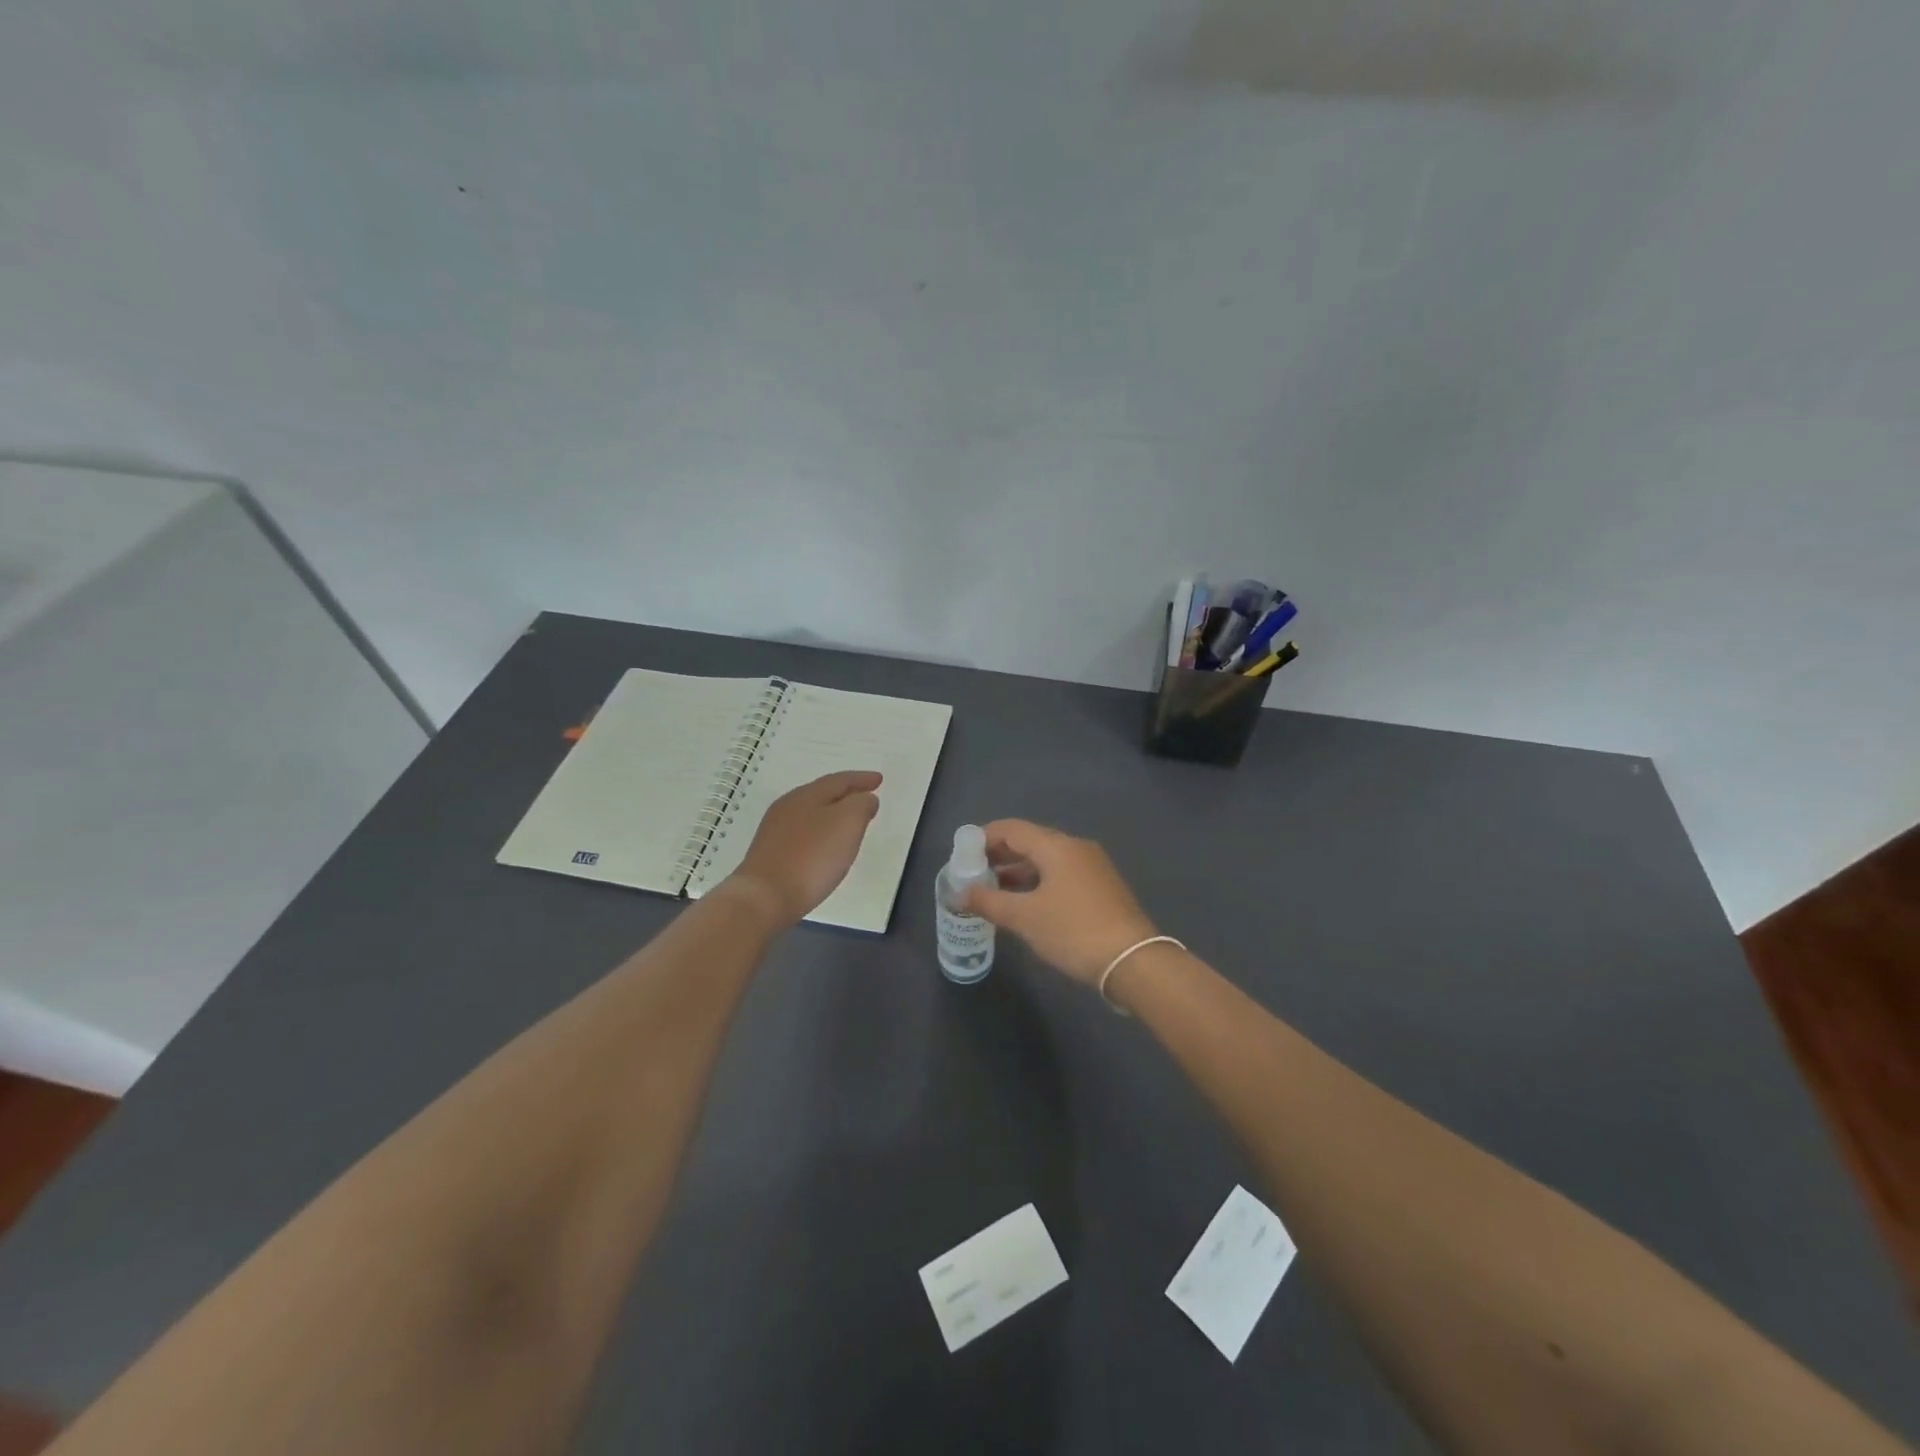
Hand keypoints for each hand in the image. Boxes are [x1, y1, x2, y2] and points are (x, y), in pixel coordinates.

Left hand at [727, 770, 881, 926]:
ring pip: (810, 813)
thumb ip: (861, 805)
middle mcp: (788, 806)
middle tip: (865, 797)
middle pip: (822, 794)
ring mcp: (775, 830)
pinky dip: (819, 832)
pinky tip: (824, 845)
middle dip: (846, 794)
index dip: (861, 779)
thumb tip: (865, 798)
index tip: (879, 780)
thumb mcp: (847, 824)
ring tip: (848, 822)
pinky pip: (802, 833)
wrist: (765, 898)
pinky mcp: (769, 853)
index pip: (839, 780)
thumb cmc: (812, 857)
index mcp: (807, 795)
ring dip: (832, 813)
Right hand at [963, 820, 1158, 985]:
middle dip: (999, 856)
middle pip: (1029, 842)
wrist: (1133, 961)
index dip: (983, 838)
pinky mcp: (1101, 887)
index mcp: (1056, 846)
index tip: (961, 855)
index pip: (1011, 829)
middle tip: (973, 874)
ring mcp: (1092, 867)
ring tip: (993, 892)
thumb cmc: (1073, 931)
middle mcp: (1075, 848)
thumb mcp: (1024, 918)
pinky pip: (1060, 874)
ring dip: (1018, 872)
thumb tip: (958, 894)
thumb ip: (988, 902)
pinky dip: (1037, 882)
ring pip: (1046, 860)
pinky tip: (1024, 904)